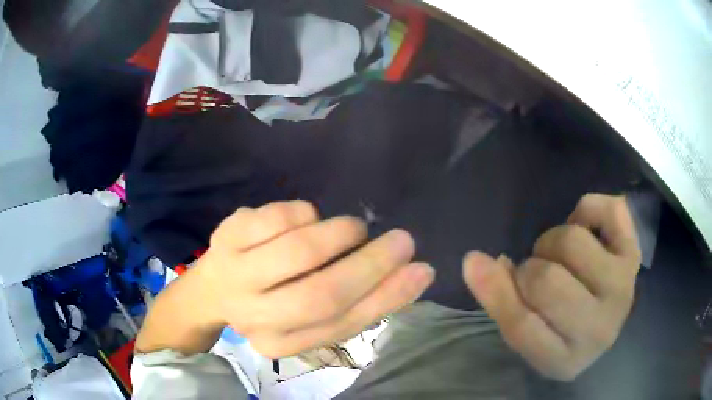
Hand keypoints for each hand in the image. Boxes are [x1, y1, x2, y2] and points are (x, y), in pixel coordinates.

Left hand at [195, 201, 434, 358]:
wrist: (212, 288)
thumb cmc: (271, 302)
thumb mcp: (310, 315)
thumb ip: (358, 302)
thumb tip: (413, 274)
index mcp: (280, 343)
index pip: (341, 324)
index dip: (386, 297)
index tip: (421, 270)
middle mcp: (253, 315)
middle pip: (321, 293)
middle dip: (371, 265)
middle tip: (402, 241)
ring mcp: (235, 272)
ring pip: (300, 250)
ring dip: (341, 234)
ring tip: (354, 230)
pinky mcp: (227, 234)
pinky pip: (280, 216)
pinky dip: (306, 213)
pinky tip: (308, 220)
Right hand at [463, 194, 641, 380]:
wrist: (607, 321)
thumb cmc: (562, 332)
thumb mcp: (529, 334)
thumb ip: (502, 300)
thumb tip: (475, 261)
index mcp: (565, 358)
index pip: (522, 325)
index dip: (495, 292)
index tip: (475, 263)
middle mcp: (600, 325)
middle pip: (547, 279)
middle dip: (530, 269)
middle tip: (537, 275)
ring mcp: (623, 284)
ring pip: (572, 240)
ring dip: (553, 242)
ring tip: (560, 257)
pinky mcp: (634, 250)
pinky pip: (606, 209)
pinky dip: (586, 211)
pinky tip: (585, 231)